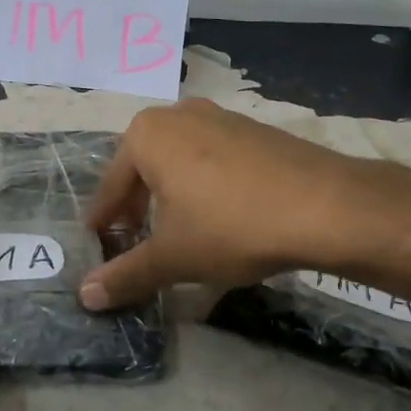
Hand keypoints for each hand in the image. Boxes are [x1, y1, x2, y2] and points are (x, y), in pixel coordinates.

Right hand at [79, 98, 370, 308]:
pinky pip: (213, 159)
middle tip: (135, 242)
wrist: (326, 206)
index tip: (97, 247)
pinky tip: (220, 216)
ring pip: (180, 161)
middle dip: (137, 207)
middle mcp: (179, 115)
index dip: (103, 223)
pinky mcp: (254, 130)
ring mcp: (220, 118)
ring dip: (171, 196)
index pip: (111, 187)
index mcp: (147, 135)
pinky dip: (204, 186)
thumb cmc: (231, 226)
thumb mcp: (173, 257)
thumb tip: (85, 295)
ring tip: (177, 233)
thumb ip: (126, 275)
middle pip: (144, 168)